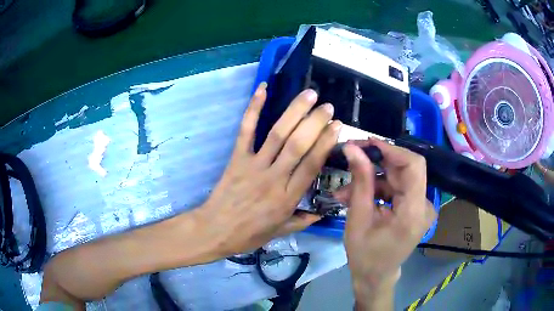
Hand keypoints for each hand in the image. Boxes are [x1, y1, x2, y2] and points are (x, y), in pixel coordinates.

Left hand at [197, 83, 341, 256]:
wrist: (215, 230)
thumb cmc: (248, 234)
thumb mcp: (279, 232)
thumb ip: (302, 221)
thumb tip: (322, 212)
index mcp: (287, 198)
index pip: (311, 165)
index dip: (326, 143)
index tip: (337, 127)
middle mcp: (274, 178)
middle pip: (298, 145)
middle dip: (315, 122)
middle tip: (328, 107)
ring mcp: (253, 165)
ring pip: (277, 134)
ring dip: (295, 111)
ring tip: (309, 94)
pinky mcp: (236, 158)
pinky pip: (246, 130)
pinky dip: (254, 108)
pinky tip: (262, 89)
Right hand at [335, 139, 435, 307]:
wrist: (375, 277)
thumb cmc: (365, 255)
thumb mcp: (358, 218)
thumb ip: (360, 181)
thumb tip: (352, 148)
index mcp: (414, 211)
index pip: (414, 166)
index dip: (391, 150)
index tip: (366, 143)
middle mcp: (424, 205)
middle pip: (404, 169)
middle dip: (376, 162)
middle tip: (350, 157)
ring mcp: (420, 207)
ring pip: (397, 178)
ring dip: (372, 179)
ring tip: (345, 191)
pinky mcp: (414, 208)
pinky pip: (396, 189)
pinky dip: (377, 189)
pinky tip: (356, 196)